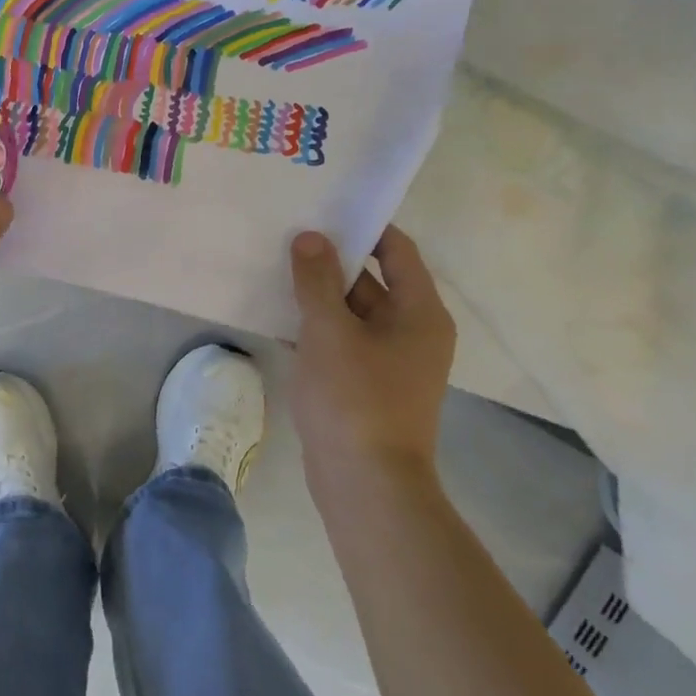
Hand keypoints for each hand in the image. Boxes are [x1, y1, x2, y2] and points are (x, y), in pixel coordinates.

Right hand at [287, 225, 455, 482]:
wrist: (365, 485)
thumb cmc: (355, 399)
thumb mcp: (329, 331)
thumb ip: (317, 281)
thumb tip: (311, 237)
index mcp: (419, 313)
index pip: (397, 251)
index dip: (365, 226)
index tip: (324, 209)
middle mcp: (412, 332)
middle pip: (372, 280)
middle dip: (332, 260)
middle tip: (288, 236)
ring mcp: (390, 361)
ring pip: (352, 313)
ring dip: (319, 295)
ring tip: (275, 268)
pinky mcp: (367, 385)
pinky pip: (342, 341)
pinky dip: (316, 327)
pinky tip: (277, 316)